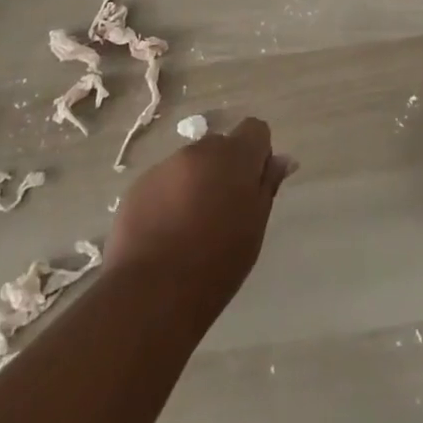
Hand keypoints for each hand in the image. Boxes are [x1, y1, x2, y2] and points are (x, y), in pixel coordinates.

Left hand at [106, 118, 295, 316]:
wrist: (152, 292)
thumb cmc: (217, 263)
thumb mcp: (254, 227)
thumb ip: (267, 185)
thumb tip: (283, 159)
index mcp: (234, 156)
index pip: (255, 129)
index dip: (258, 154)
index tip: (252, 187)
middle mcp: (199, 150)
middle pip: (220, 146)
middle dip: (224, 169)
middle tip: (222, 212)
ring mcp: (165, 165)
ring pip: (190, 165)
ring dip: (195, 183)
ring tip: (189, 228)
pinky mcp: (139, 185)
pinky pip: (163, 182)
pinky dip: (168, 198)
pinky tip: (164, 234)